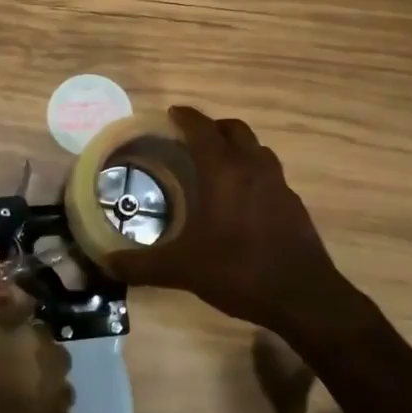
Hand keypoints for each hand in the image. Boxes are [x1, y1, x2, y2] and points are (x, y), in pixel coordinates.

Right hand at [108, 106, 344, 334]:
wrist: (304, 297)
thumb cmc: (239, 271)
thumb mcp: (182, 269)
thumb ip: (142, 265)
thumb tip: (107, 264)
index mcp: (223, 171)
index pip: (202, 129)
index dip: (186, 117)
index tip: (172, 114)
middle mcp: (253, 168)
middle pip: (234, 130)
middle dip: (212, 128)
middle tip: (191, 139)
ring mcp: (279, 185)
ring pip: (257, 149)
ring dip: (236, 147)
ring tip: (216, 164)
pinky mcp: (294, 205)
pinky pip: (270, 174)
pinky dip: (253, 173)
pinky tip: (242, 200)